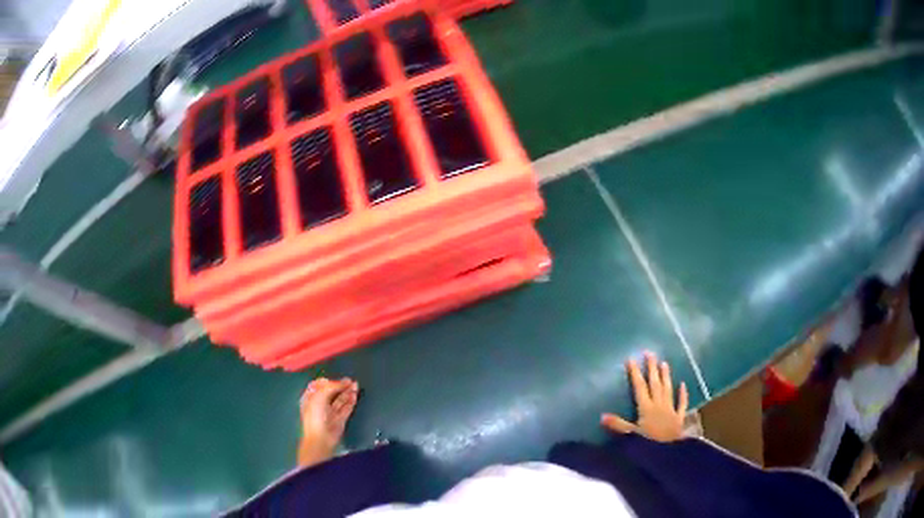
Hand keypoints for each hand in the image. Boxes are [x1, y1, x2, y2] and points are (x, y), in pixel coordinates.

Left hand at [298, 377, 358, 466]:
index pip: (320, 385)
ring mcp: (330, 412)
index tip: (337, 379)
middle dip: (341, 385)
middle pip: (332, 392)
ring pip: (340, 399)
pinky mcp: (340, 419)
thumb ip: (332, 386)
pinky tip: (355, 395)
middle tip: (350, 381)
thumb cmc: (316, 415)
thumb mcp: (320, 396)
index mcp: (311, 397)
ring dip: (348, 392)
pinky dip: (351, 401)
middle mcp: (320, 404)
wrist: (321, 438)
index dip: (329, 381)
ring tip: (356, 385)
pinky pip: (346, 408)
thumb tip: (344, 382)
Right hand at [602, 352, 687, 442]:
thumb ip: (617, 425)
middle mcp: (659, 405)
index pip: (639, 387)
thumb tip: (602, 416)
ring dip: (666, 376)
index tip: (631, 359)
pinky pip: (682, 403)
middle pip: (655, 384)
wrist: (670, 453)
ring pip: (668, 389)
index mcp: (646, 408)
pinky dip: (682, 394)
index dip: (635, 373)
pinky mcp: (679, 418)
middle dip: (651, 368)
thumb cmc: (648, 445)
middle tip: (650, 353)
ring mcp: (670, 410)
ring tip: (664, 363)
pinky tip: (683, 385)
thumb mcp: (630, 436)